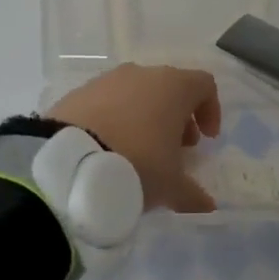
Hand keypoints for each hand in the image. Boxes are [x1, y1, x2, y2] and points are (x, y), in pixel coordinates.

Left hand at [47, 64, 222, 212]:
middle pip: (170, 88)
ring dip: (145, 117)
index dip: (211, 110)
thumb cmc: (136, 165)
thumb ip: (193, 194)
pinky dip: (115, 119)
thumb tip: (207, 205)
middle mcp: (142, 74)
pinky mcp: (78, 93)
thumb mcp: (170, 187)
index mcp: (173, 87)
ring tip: (139, 151)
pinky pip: (107, 102)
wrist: (68, 164)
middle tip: (175, 148)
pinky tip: (107, 149)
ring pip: (137, 93)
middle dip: (177, 117)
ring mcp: (107, 80)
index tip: (206, 139)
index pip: (204, 85)